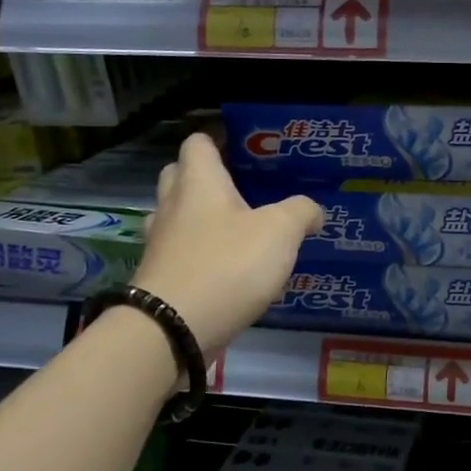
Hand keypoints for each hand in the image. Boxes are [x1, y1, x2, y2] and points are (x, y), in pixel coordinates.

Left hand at [134, 133, 321, 351]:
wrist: (171, 330)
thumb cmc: (227, 265)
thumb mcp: (280, 232)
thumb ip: (300, 212)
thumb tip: (312, 211)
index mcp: (199, 182)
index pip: (198, 142)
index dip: (219, 139)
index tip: (244, 147)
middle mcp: (173, 205)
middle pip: (180, 175)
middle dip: (207, 177)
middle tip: (242, 187)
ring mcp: (161, 243)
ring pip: (177, 215)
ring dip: (200, 217)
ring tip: (236, 229)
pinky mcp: (159, 277)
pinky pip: (179, 252)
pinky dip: (199, 253)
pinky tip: (226, 267)